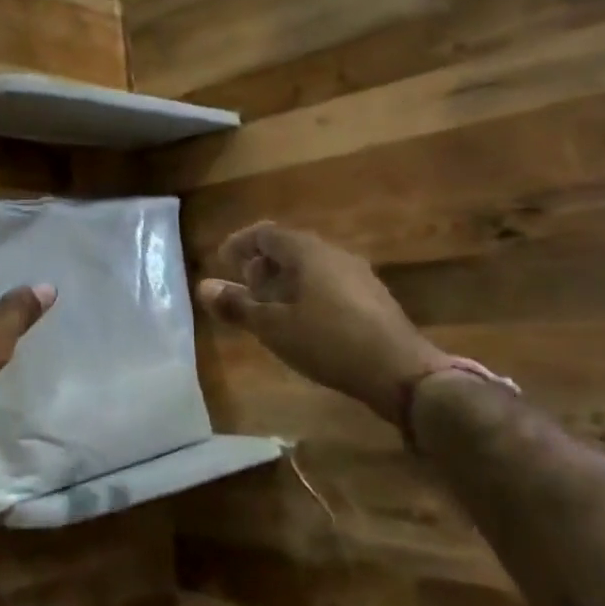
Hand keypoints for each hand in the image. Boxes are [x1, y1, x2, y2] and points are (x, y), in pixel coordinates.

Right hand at [196, 222, 449, 424]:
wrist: (401, 372)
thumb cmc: (328, 342)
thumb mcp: (274, 327)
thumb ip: (238, 306)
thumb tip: (203, 287)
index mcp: (307, 252)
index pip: (265, 233)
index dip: (239, 243)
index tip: (222, 261)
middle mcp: (333, 253)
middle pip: (288, 247)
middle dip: (261, 264)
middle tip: (244, 289)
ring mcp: (357, 274)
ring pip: (310, 266)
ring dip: (284, 281)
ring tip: (269, 308)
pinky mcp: (371, 297)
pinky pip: (328, 282)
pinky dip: (305, 292)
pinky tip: (303, 322)